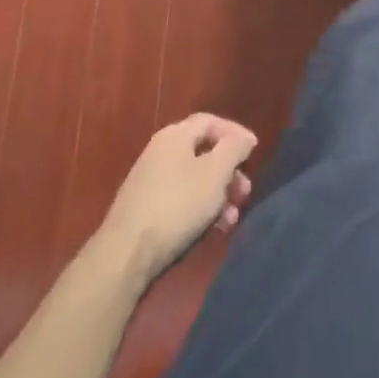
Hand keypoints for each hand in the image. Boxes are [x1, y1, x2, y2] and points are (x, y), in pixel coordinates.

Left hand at [91, 114, 256, 289]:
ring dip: (218, 195)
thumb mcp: (215, 173)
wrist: (124, 256)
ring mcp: (149, 181)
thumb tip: (244, 138)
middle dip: (229, 172)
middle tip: (244, 192)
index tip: (254, 151)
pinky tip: (212, 229)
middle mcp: (160, 152)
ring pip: (194, 179)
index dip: (235, 133)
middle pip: (204, 152)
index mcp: (175, 135)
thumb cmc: (177, 205)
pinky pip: (181, 199)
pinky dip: (200, 209)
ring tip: (231, 218)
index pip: (211, 121)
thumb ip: (234, 148)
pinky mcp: (144, 209)